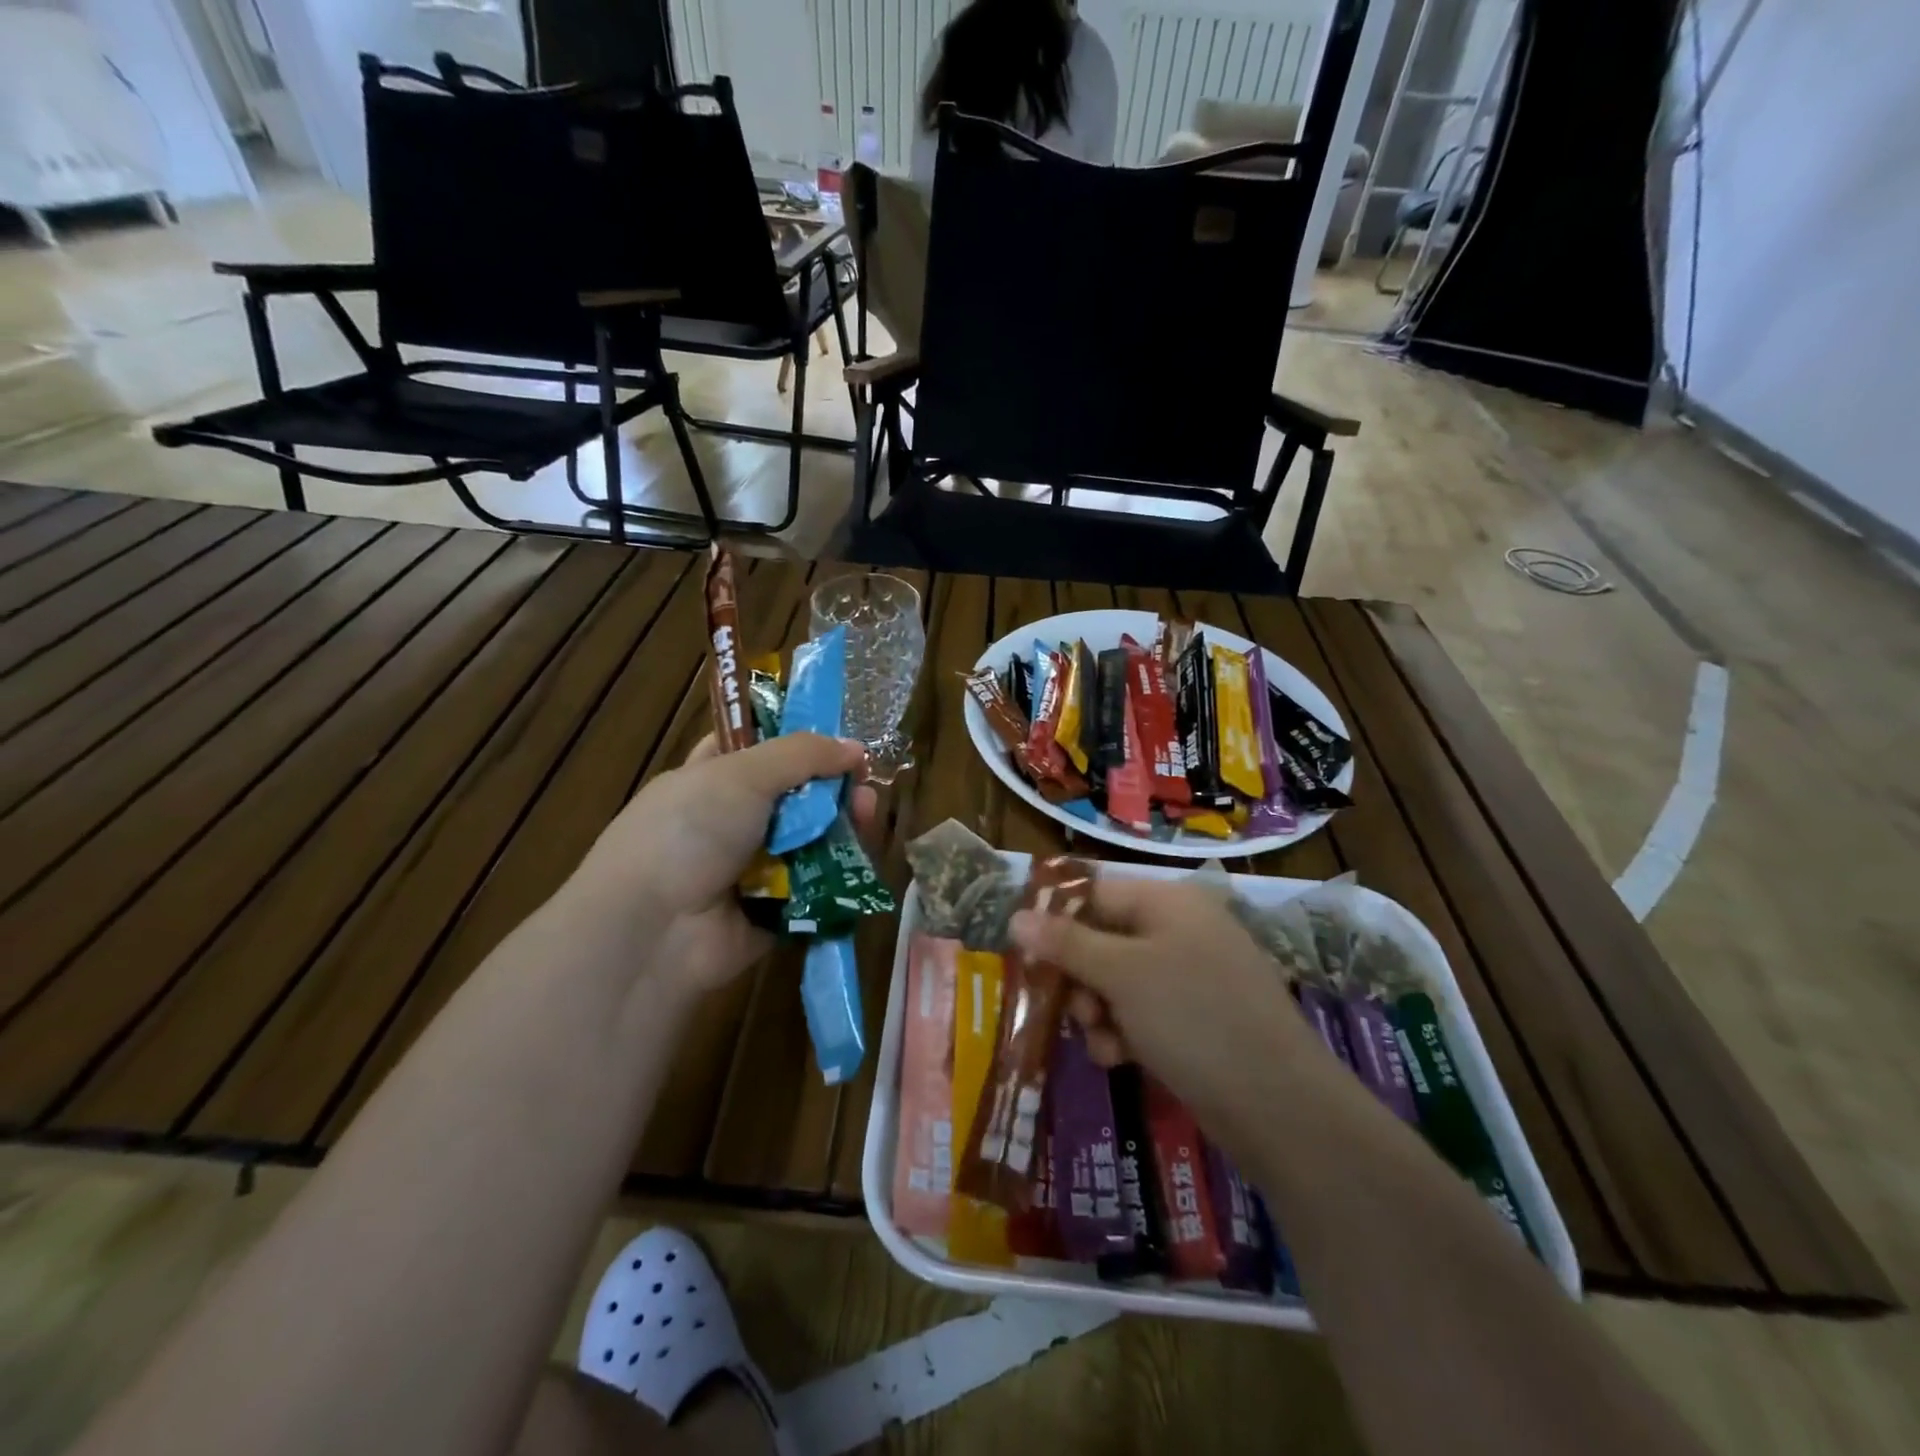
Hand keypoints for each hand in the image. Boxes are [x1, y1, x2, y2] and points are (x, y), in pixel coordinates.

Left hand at [562, 732, 876, 998]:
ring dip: (841, 823)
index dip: (794, 735)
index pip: (755, 745)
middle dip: (830, 783)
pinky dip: (839, 871)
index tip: (837, 733)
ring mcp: (753, 867)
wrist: (654, 930)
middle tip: (863, 779)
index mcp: (710, 778)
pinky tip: (861, 854)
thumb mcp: (741, 774)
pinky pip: (816, 884)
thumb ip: (802, 754)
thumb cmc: (688, 832)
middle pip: (794, 793)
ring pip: (810, 837)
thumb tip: (855, 748)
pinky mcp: (775, 910)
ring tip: (867, 813)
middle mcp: (731, 820)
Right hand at [1010, 878, 1328, 1129]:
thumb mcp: (1121, 974)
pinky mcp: (1199, 1017)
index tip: (1025, 953)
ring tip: (1102, 1042)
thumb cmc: (1192, 1017)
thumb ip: (1066, 943)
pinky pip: (1144, 1011)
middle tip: (1073, 1009)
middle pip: (1104, 938)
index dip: (1056, 920)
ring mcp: (1193, 974)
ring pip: (1119, 980)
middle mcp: (1181, 929)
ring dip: (1098, 1010)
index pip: (1095, 893)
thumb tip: (1016, 916)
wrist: (1279, 1105)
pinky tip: (1121, 1059)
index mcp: (1169, 901)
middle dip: (1080, 977)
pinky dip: (1125, 1031)